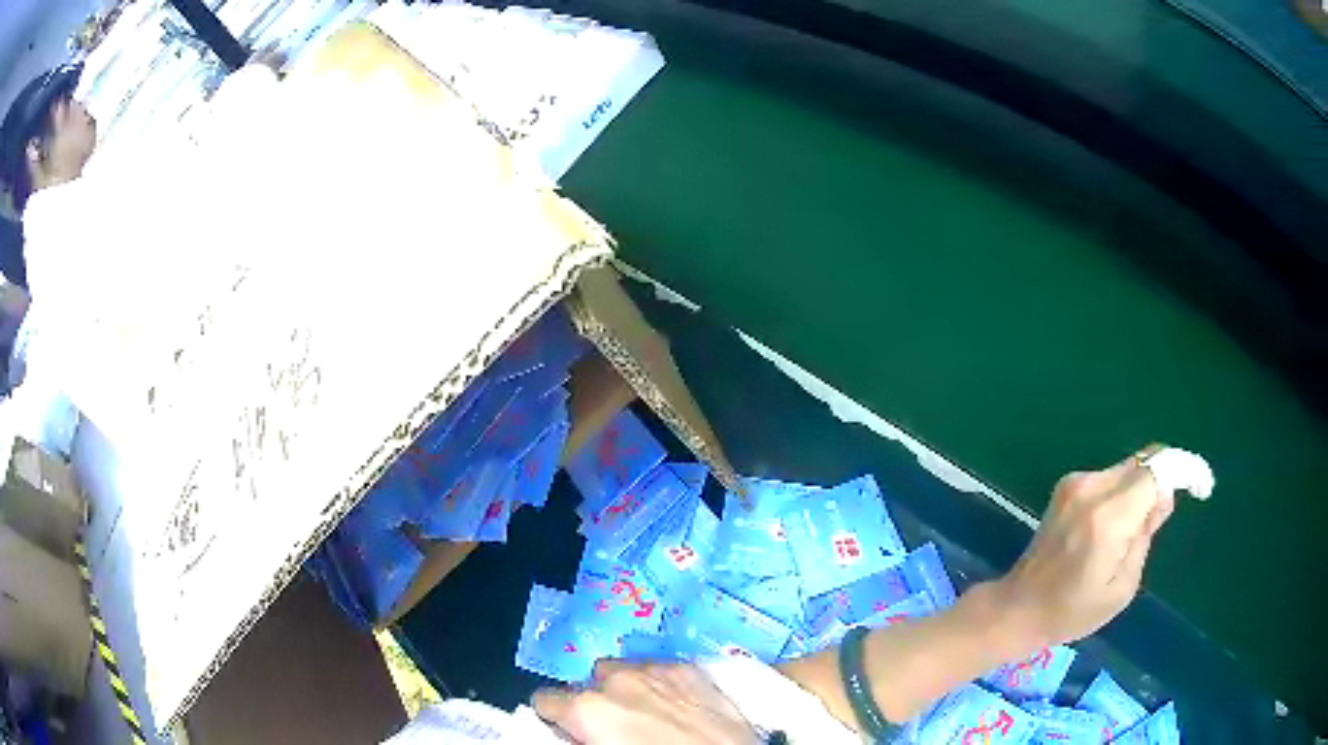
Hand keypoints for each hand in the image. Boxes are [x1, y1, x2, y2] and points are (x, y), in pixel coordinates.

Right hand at [532, 660, 760, 744]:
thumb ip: (579, 738)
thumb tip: (574, 734)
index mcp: (588, 708)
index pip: (546, 699)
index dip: (555, 716)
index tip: (566, 728)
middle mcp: (617, 681)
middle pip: (587, 682)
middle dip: (595, 701)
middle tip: (614, 727)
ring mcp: (656, 670)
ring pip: (623, 669)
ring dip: (626, 687)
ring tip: (645, 712)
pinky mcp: (690, 670)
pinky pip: (659, 668)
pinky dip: (658, 682)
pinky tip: (673, 702)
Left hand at [994, 447, 1176, 648]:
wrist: (1018, 608)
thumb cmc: (1071, 612)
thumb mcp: (1122, 586)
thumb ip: (1146, 535)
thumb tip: (1163, 497)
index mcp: (1108, 517)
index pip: (1159, 471)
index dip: (1187, 472)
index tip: (1203, 487)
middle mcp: (1091, 488)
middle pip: (1144, 463)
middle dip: (1165, 482)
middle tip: (1164, 520)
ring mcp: (1075, 482)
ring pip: (1128, 469)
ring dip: (1143, 489)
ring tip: (1135, 534)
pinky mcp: (1066, 486)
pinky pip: (1110, 479)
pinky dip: (1124, 493)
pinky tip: (1116, 528)